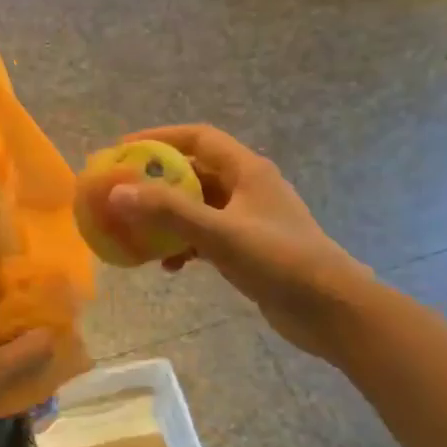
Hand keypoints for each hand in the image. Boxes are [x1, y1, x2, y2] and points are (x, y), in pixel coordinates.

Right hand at [107, 124, 369, 356]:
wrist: (330, 309)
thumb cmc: (279, 261)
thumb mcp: (219, 233)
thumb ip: (169, 211)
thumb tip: (116, 192)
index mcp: (248, 171)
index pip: (198, 138)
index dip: (160, 138)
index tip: (123, 149)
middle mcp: (248, 188)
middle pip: (194, 173)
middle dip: (157, 182)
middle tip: (121, 193)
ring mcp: (249, 219)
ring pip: (198, 207)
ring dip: (168, 217)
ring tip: (138, 233)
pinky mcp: (249, 248)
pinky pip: (206, 235)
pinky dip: (185, 244)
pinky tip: (170, 266)